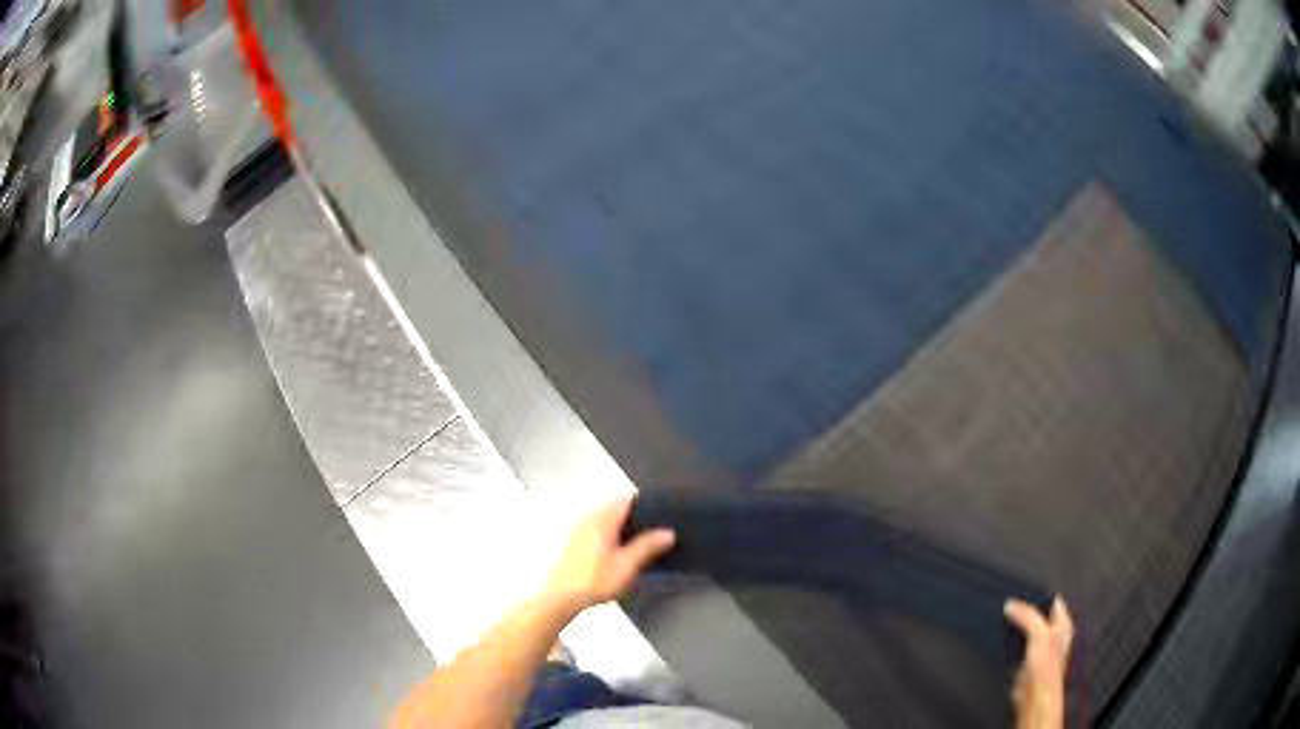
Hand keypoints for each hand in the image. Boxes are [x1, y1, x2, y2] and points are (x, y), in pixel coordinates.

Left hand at [542, 497, 675, 617]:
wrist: (562, 597)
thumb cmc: (590, 582)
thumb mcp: (628, 565)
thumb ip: (648, 546)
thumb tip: (666, 534)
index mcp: (602, 521)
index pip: (626, 499)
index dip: (643, 503)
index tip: (656, 512)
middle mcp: (588, 521)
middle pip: (614, 507)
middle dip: (632, 516)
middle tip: (648, 529)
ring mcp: (578, 531)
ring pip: (604, 519)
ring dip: (619, 526)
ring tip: (633, 543)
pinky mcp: (574, 543)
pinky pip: (595, 530)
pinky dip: (607, 535)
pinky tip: (613, 554)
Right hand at [1005, 596, 1073, 728]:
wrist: (1034, 697)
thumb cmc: (1047, 670)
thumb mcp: (1039, 633)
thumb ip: (1026, 616)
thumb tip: (1011, 605)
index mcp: (1063, 624)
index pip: (1052, 601)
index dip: (1037, 596)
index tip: (1020, 594)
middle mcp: (1053, 635)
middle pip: (1037, 616)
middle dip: (1023, 613)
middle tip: (1011, 608)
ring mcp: (1039, 649)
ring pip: (1025, 631)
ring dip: (1015, 629)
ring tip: (1005, 622)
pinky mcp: (1025, 662)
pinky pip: (1016, 646)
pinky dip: (1009, 644)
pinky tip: (1003, 642)